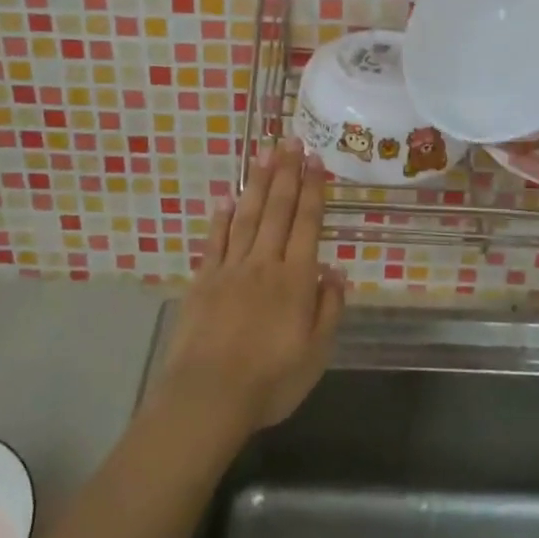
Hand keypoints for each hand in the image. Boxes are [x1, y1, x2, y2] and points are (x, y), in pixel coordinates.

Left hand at [156, 139, 345, 438]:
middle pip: (277, 210)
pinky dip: (221, 218)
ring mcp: (230, 269)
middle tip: (291, 140)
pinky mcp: (203, 281)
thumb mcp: (316, 354)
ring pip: (247, 216)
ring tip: (264, 153)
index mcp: (295, 280)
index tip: (316, 160)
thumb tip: (335, 270)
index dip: (313, 190)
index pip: (307, 224)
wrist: (208, 397)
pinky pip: (215, 241)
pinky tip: (226, 199)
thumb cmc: (270, 381)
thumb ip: (328, 309)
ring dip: (257, 183)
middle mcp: (264, 264)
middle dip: (286, 172)